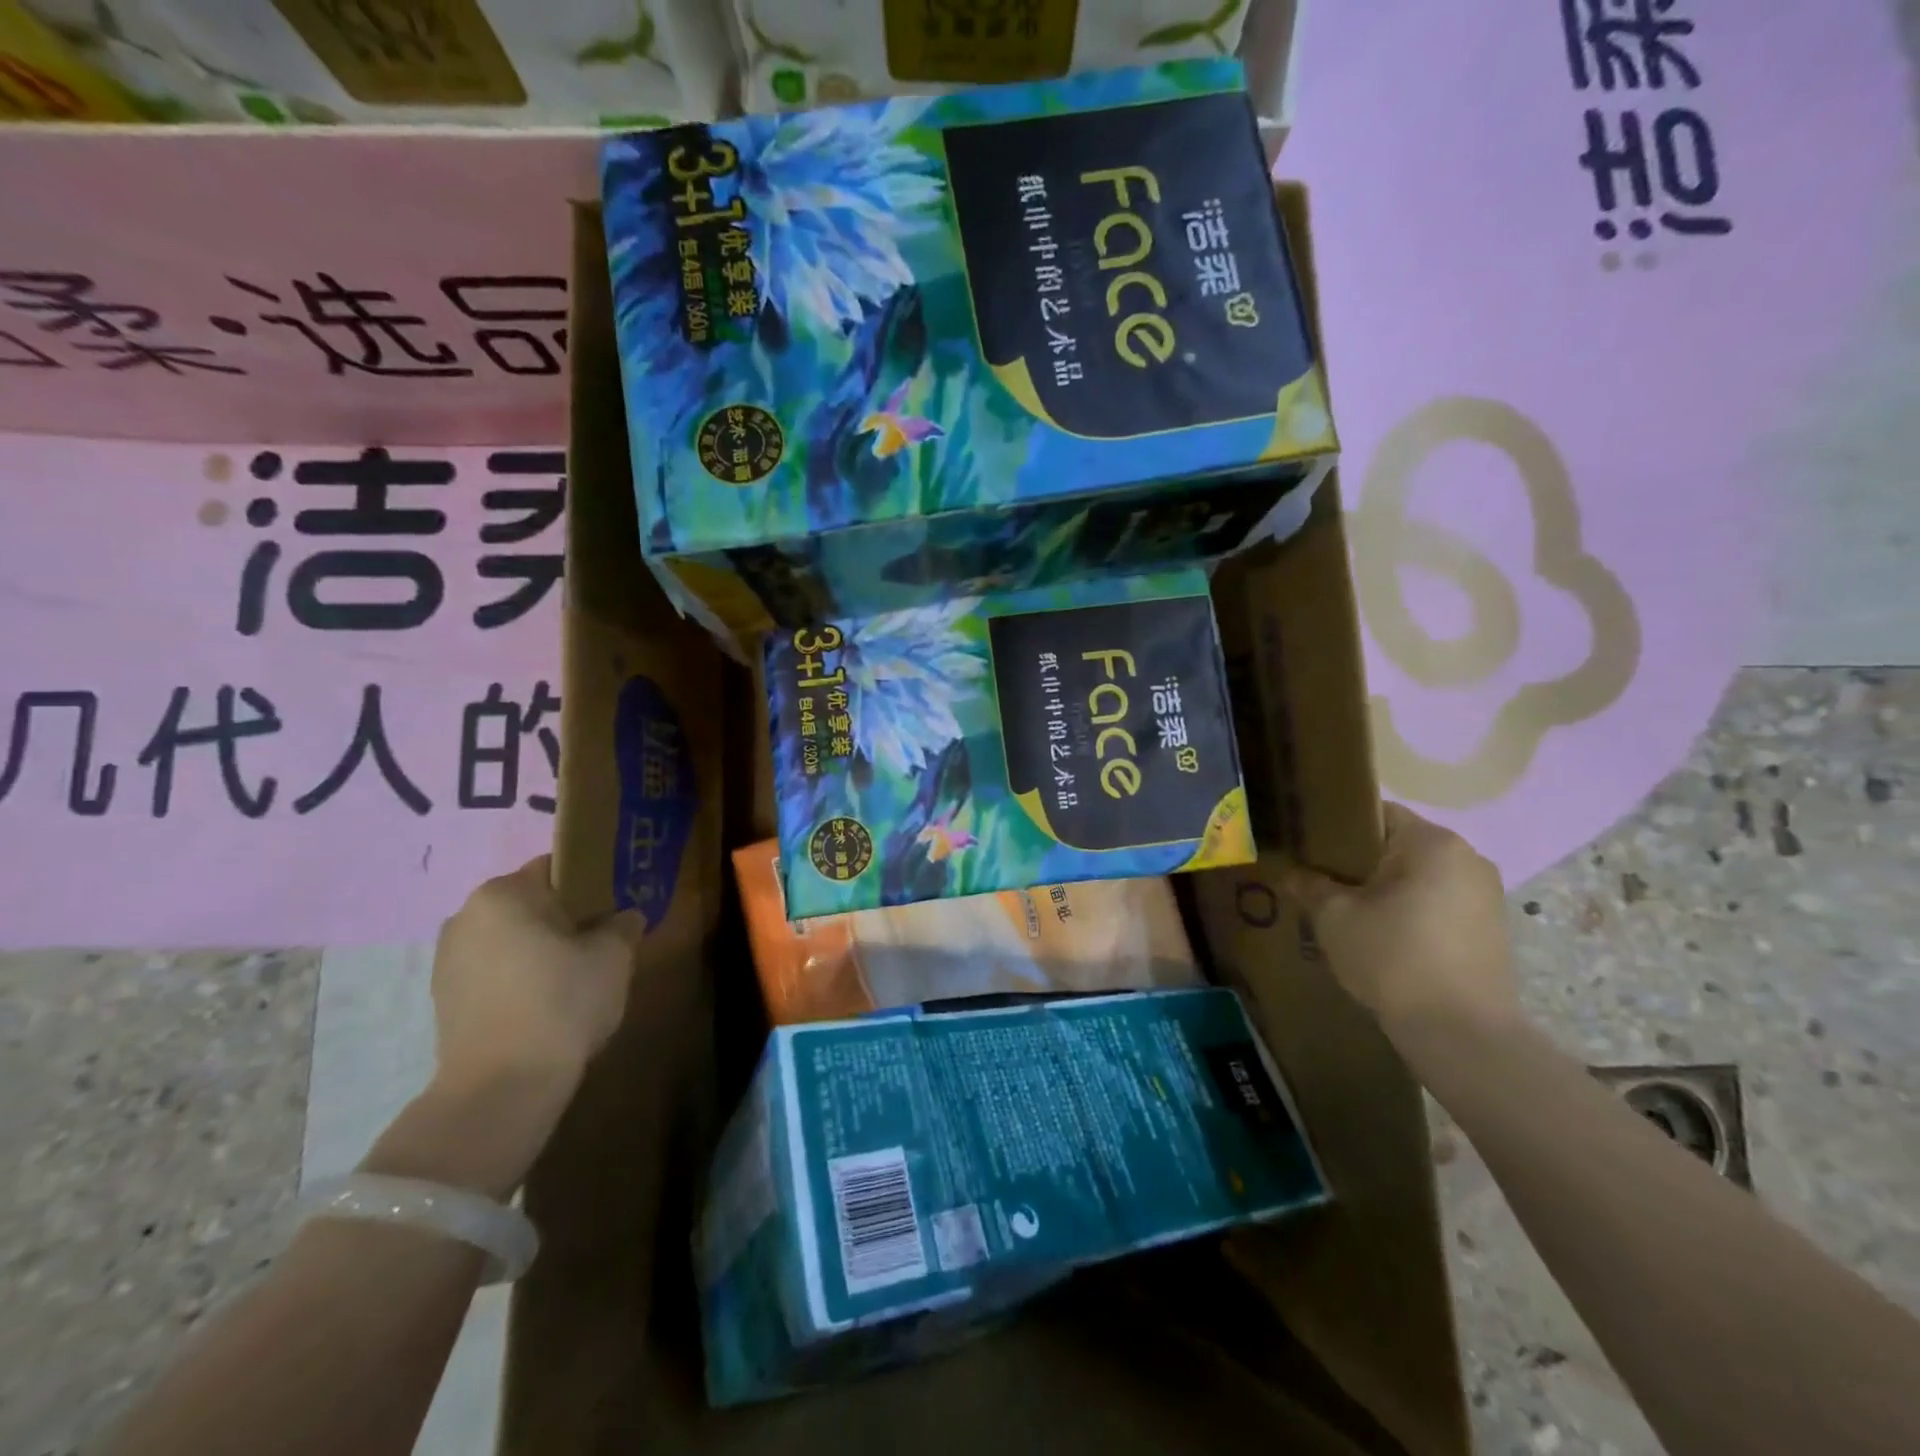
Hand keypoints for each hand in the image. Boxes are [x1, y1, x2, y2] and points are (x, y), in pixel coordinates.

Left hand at [429, 856, 643, 1097]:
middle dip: (564, 917)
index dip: (592, 882)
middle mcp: (466, 916)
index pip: (556, 867)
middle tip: (600, 941)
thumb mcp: (614, 956)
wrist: (502, 1087)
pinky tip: (544, 1003)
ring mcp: (447, 959)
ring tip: (574, 977)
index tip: (616, 905)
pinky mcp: (444, 999)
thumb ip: (623, 924)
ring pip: (509, 938)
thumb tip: (624, 917)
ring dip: (539, 949)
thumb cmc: (563, 1002)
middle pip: (529, 903)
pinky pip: (493, 971)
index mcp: (505, 893)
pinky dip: (518, 977)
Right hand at [1279, 803, 1519, 1041]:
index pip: (1375, 813)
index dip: (1336, 828)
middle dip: (1360, 862)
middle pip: (1399, 845)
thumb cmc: (1394, 959)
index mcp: (1432, 842)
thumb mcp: (1334, 918)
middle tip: (1321, 883)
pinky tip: (1385, 940)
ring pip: (1420, 877)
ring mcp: (1486, 895)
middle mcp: (1468, 858)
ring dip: (1386, 890)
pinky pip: (1439, 904)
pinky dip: (1411, 913)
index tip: (1308, 849)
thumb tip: (1290, 873)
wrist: (1462, 1036)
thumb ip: (1309, 886)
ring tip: (1350, 915)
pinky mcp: (1492, 930)